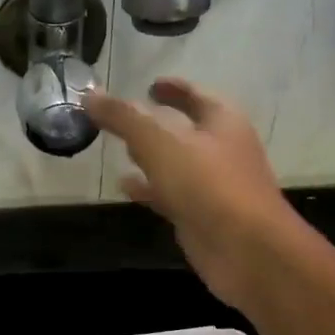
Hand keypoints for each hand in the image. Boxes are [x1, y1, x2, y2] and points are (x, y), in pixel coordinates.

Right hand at [86, 78, 301, 310]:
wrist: (245, 250)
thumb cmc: (208, 185)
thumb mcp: (160, 142)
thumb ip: (125, 117)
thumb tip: (89, 95)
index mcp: (222, 121)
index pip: (195, 94)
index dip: (173, 88)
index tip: (150, 84)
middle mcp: (221, 149)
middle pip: (186, 129)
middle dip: (157, 124)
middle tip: (126, 119)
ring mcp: (213, 186)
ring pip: (177, 164)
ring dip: (151, 157)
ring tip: (121, 151)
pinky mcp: (201, 216)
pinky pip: (171, 195)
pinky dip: (149, 189)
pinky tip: (125, 188)